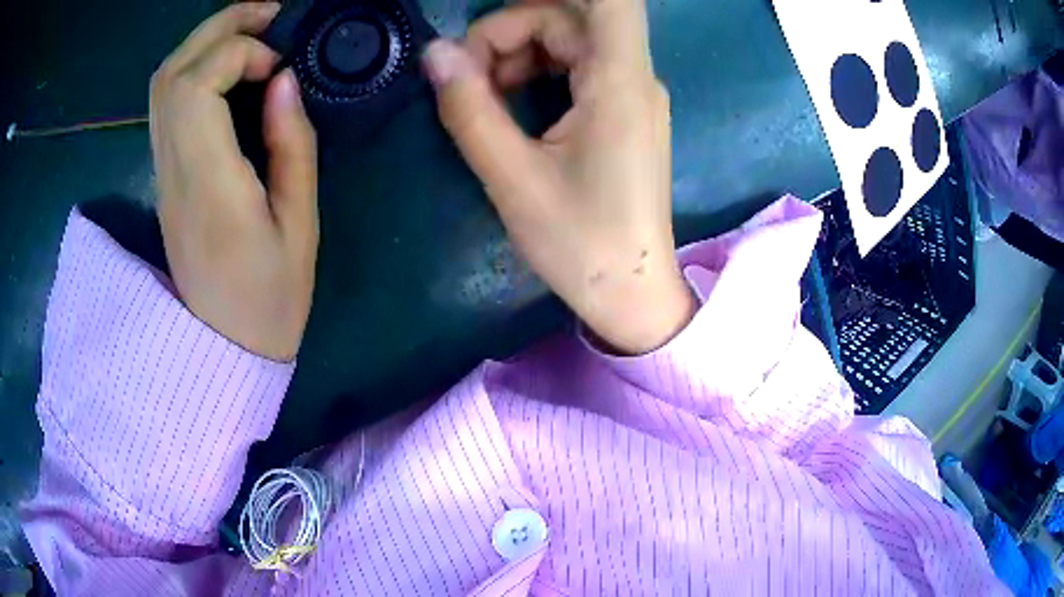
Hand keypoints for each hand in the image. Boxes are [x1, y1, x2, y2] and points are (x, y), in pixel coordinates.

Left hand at [150, 2, 318, 361]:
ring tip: (250, 34)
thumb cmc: (272, 299)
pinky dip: (194, 68)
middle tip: (268, 15)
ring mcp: (162, 174)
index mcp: (209, 187)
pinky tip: (226, 69)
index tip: (278, 64)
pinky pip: (165, 104)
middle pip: (172, 73)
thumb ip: (291, 146)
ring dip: (204, 43)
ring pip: (162, 84)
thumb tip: (283, 81)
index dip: (238, 53)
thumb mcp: (301, 227)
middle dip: (220, 27)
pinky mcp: (163, 177)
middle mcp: (173, 172)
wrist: (224, 346)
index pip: (196, 88)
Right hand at [423, 0, 693, 354]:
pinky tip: (509, 103)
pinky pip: (578, 67)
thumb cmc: (581, 245)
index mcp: (619, 81)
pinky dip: (538, 71)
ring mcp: (631, 93)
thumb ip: (469, 108)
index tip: (503, 2)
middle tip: (463, 74)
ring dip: (519, 52)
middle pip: (570, 17)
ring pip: (571, 40)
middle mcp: (634, 75)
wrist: (633, 294)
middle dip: (509, 31)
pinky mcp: (622, 111)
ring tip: (479, 94)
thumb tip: (434, 53)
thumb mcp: (513, 178)